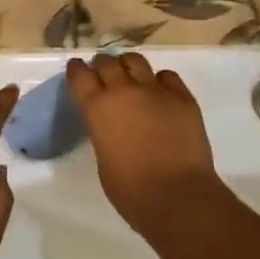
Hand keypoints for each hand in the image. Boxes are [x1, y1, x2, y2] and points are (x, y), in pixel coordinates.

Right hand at [64, 54, 225, 239]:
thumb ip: (103, 131)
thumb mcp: (103, 159)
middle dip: (103, 66)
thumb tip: (112, 124)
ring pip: (136, 61)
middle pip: (107, 62)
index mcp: (97, 108)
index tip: (77, 70)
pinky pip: (167, 76)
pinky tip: (161, 94)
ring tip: (132, 78)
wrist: (178, 197)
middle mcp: (123, 91)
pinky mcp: (182, 97)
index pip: (80, 74)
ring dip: (129, 67)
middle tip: (105, 76)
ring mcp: (155, 90)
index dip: (77, 70)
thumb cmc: (131, 191)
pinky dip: (160, 81)